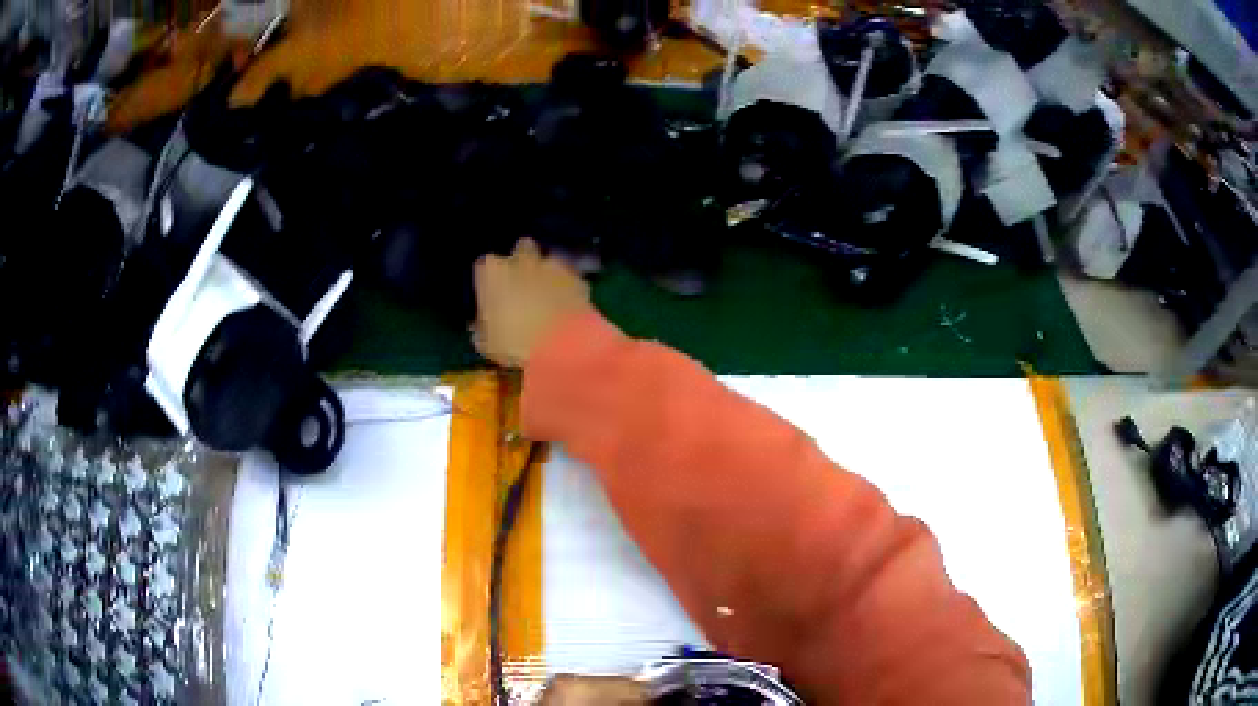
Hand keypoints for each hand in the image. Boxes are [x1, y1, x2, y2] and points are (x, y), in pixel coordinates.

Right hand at [473, 239, 591, 367]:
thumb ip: (482, 329)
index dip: (488, 280)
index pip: (484, 266)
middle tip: (521, 284)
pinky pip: (570, 277)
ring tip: (548, 293)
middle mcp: (521, 260)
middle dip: (521, 261)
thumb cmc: (513, 344)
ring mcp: (552, 266)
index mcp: (492, 272)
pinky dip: (568, 286)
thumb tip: (480, 327)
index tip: (490, 294)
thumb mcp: (486, 344)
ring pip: (549, 260)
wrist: (562, 346)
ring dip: (547, 272)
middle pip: (521, 249)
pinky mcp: (577, 278)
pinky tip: (567, 303)